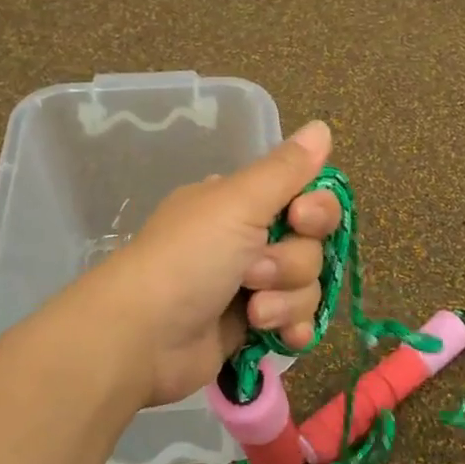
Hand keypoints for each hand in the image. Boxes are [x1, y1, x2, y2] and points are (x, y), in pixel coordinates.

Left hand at [90, 121, 341, 407]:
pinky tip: (282, 337)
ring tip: (253, 312)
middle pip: (312, 245)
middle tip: (253, 272)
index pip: (307, 196)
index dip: (316, 210)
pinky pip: (297, 321)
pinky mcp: (252, 327)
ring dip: (286, 300)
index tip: (301, 218)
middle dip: (291, 263)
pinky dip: (292, 328)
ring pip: (307, 286)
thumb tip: (322, 126)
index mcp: (241, 202)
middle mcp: (249, 238)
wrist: (143, 337)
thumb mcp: (236, 202)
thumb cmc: (188, 259)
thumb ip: (285, 168)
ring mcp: (252, 285)